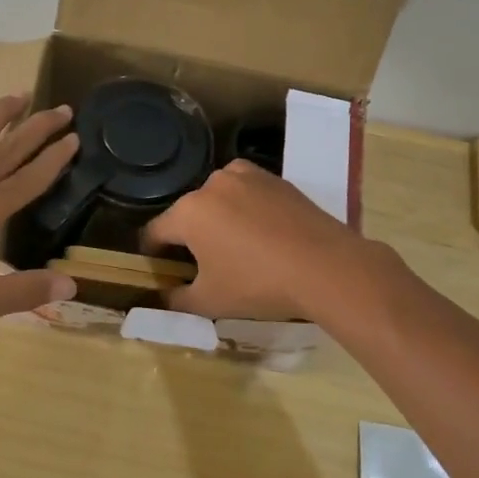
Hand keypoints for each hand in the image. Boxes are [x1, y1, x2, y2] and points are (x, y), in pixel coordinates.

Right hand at [141, 160, 374, 319]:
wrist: (326, 266)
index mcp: (188, 212)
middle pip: (188, 212)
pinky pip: (247, 192)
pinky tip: (261, 233)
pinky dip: (246, 208)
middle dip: (189, 236)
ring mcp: (246, 176)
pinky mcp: (275, 178)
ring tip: (235, 247)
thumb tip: (163, 297)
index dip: (152, 253)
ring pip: (218, 198)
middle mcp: (212, 184)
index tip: (160, 270)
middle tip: (202, 265)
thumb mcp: (210, 301)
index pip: (155, 232)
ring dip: (218, 218)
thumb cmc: (258, 284)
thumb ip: (177, 300)